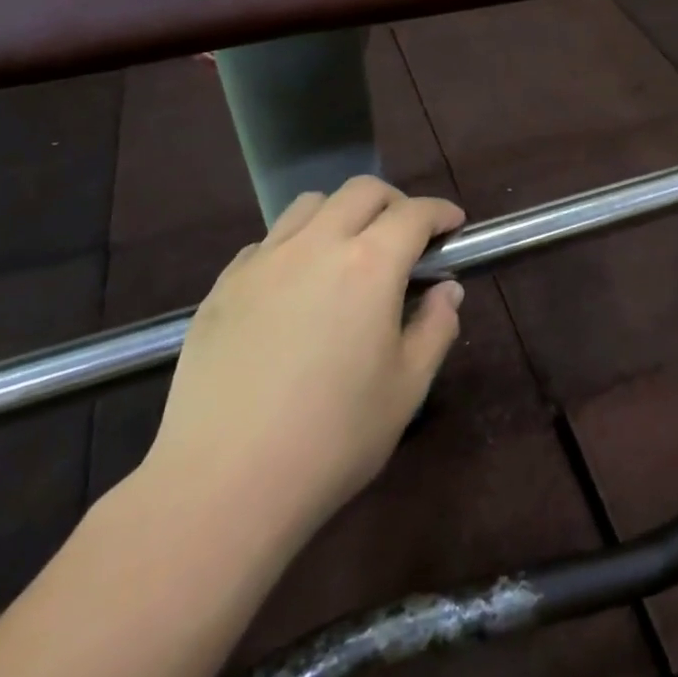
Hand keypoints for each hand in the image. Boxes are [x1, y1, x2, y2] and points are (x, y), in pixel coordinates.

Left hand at [138, 177, 465, 560]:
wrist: (223, 484)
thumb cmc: (334, 438)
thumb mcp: (408, 387)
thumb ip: (436, 328)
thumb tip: (445, 291)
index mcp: (370, 265)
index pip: (414, 213)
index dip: (441, 212)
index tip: (454, 226)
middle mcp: (315, 246)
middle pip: (361, 191)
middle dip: (395, 203)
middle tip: (408, 238)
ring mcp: (262, 262)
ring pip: (309, 205)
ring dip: (342, 214)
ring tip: (350, 253)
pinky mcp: (223, 287)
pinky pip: (268, 241)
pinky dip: (296, 245)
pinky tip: (297, 288)